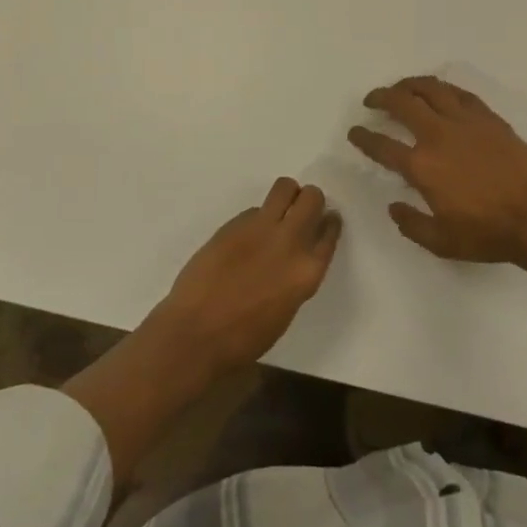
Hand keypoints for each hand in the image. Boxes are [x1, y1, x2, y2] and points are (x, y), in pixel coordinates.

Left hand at [149, 178, 341, 377]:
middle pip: (312, 197)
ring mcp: (261, 228)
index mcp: (307, 271)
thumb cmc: (244, 338)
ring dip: (286, 195)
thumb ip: (296, 276)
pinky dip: (256, 218)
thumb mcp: (286, 310)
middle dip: (309, 200)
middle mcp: (290, 241)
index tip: (324, 221)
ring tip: (277, 212)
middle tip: (300, 212)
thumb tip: (293, 258)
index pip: (329, 230)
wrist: (196, 334)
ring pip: (285, 187)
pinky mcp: (234, 223)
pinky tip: (245, 238)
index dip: (328, 223)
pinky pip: (254, 209)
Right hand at [349, 75, 526, 263]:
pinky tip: (439, 93)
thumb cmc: (488, 233)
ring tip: (401, 88)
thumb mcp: (442, 242)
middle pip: (402, 103)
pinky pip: (459, 93)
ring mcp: (465, 121)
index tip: (355, 132)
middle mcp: (438, 135)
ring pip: (430, 89)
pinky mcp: (488, 117)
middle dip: (381, 97)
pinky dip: (443, 89)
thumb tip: (394, 206)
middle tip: (372, 100)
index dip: (364, 137)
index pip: (382, 145)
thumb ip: (412, 224)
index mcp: (422, 166)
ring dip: (410, 84)